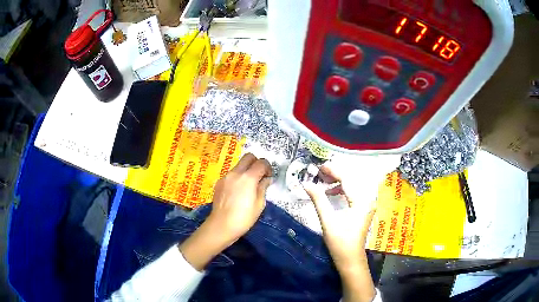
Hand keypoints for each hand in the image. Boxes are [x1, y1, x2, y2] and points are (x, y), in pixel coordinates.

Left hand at [206, 153, 271, 243]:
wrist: (221, 225)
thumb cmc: (244, 218)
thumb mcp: (259, 204)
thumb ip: (263, 188)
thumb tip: (266, 179)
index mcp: (248, 178)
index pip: (261, 162)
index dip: (268, 167)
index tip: (269, 176)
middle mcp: (235, 173)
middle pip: (248, 157)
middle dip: (256, 162)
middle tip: (259, 175)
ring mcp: (225, 177)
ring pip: (238, 165)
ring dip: (246, 170)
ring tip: (248, 185)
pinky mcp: (219, 182)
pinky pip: (231, 174)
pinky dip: (237, 177)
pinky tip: (237, 191)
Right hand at [303, 164, 381, 301]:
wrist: (351, 259)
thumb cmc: (340, 242)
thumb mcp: (328, 220)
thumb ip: (318, 199)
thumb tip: (306, 183)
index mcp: (361, 200)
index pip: (347, 179)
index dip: (333, 171)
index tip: (319, 167)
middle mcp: (367, 199)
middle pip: (352, 180)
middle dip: (336, 174)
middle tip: (320, 173)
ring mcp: (367, 204)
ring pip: (353, 186)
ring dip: (338, 182)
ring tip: (324, 181)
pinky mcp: (364, 209)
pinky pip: (353, 193)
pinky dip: (342, 190)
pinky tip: (332, 193)